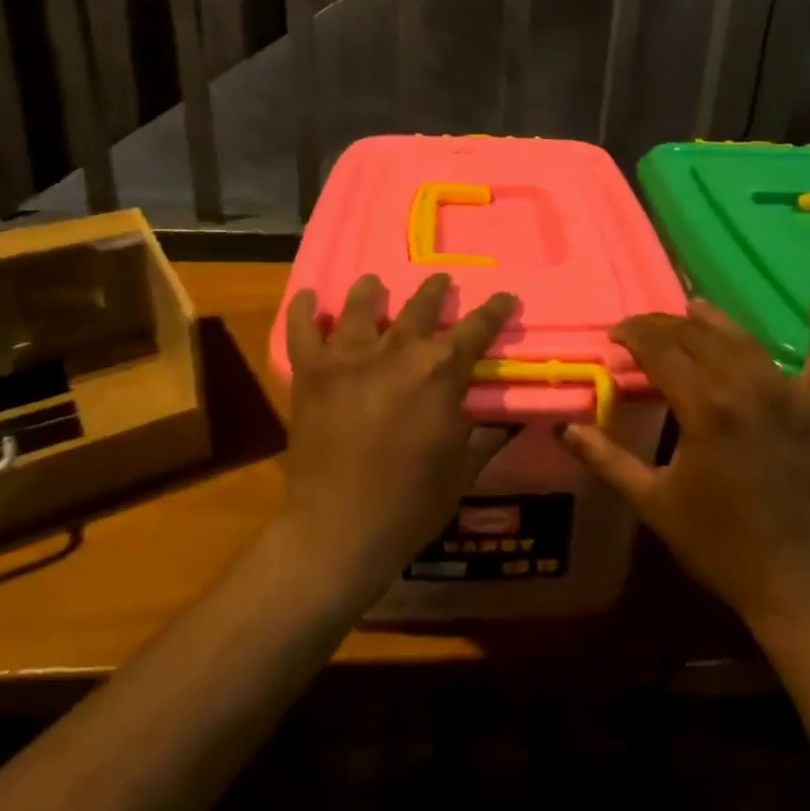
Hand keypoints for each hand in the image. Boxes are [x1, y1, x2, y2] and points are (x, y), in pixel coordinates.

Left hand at [280, 272, 518, 604]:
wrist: (340, 529)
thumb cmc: (412, 501)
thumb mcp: (464, 468)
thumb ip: (486, 434)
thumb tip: (507, 418)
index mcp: (441, 370)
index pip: (478, 328)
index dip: (495, 310)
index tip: (506, 296)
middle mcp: (397, 350)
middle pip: (421, 305)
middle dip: (435, 291)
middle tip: (440, 281)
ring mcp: (349, 356)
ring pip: (361, 305)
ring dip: (370, 291)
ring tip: (374, 283)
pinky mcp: (311, 372)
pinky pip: (302, 330)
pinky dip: (303, 310)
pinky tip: (307, 297)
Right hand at [561, 296, 809, 631]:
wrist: (801, 584)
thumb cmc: (720, 544)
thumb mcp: (653, 502)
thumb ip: (607, 459)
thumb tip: (565, 428)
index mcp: (703, 405)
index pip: (660, 349)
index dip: (633, 334)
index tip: (615, 335)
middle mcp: (746, 385)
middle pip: (698, 336)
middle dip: (665, 325)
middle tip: (642, 329)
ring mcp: (789, 394)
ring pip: (745, 339)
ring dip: (715, 321)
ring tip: (693, 308)